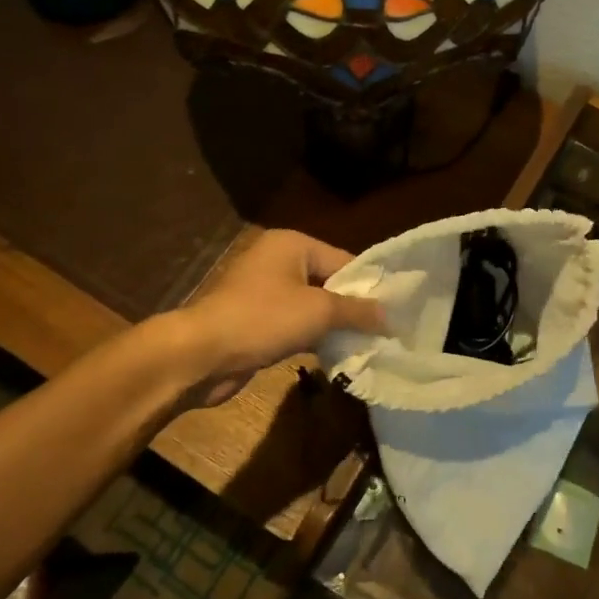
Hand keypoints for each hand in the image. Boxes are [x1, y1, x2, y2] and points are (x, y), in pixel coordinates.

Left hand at [174, 229, 384, 406]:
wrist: (202, 354)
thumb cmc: (263, 319)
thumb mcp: (319, 311)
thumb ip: (358, 310)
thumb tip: (389, 315)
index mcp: (292, 244)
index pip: (344, 260)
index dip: (370, 286)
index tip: (396, 310)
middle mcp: (278, 260)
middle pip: (329, 282)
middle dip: (353, 307)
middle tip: (385, 329)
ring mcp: (264, 291)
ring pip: (312, 305)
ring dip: (334, 325)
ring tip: (367, 344)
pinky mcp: (256, 320)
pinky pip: (295, 323)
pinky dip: (313, 336)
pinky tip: (336, 353)